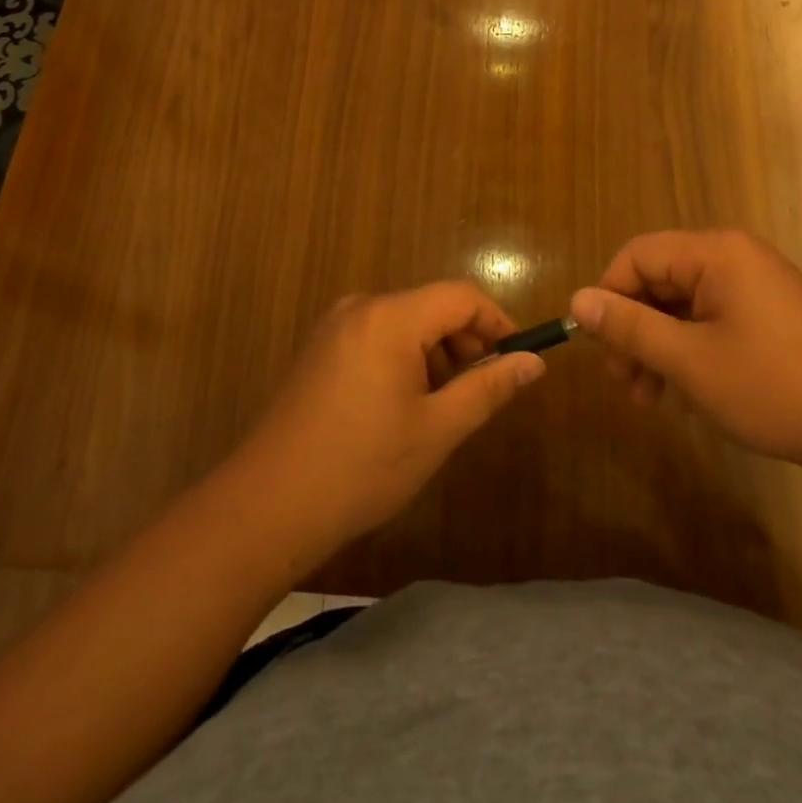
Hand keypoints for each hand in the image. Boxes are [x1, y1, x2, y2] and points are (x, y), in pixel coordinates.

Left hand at [227, 282, 544, 563]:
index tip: (517, 360)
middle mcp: (362, 307)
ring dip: (436, 354)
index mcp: (390, 317)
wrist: (267, 506)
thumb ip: (488, 388)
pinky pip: (379, 336)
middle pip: (433, 306)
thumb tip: (534, 361)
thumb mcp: (436, 429)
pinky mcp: (321, 348)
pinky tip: (405, 406)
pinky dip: (405, 359)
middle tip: (481, 391)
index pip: (461, 296)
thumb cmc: (361, 467)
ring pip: (407, 323)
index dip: (497, 322)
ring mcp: (336, 326)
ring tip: (443, 407)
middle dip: (466, 342)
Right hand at [570, 229, 801, 479]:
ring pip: (683, 305)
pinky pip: (711, 320)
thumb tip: (578, 301)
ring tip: (651, 399)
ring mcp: (755, 285)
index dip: (609, 298)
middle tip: (626, 385)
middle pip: (659, 280)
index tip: (601, 350)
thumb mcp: (690, 361)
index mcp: (714, 253)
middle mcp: (733, 257)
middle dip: (635, 331)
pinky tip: (686, 393)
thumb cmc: (774, 387)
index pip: (637, 256)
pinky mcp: (769, 314)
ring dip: (659, 347)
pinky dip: (690, 351)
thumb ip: (631, 327)